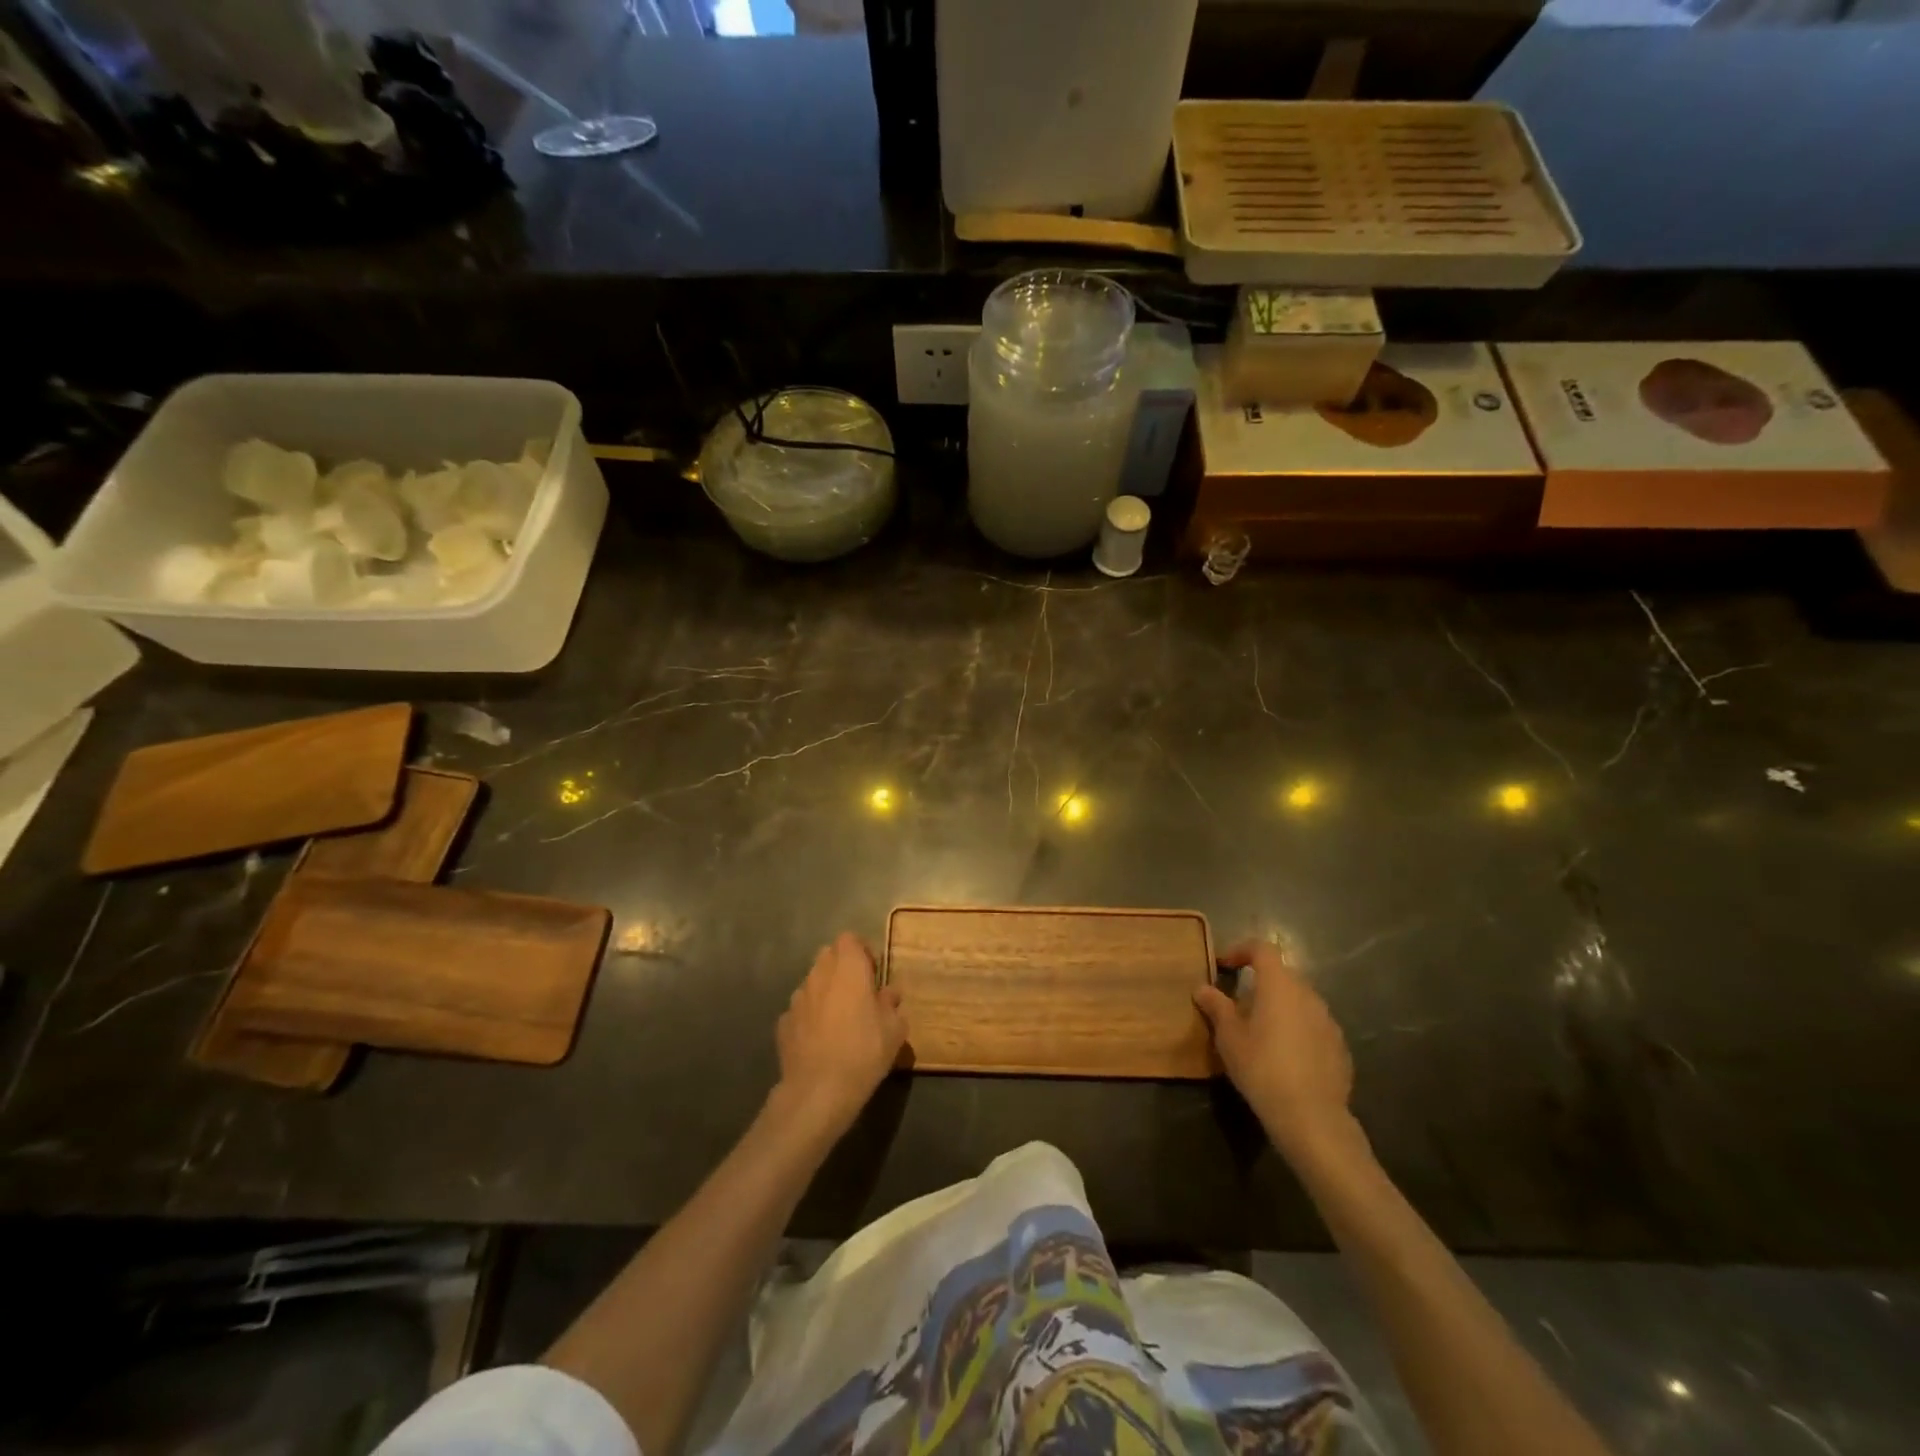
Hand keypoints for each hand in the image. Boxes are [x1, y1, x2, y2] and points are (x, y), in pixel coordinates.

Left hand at [774, 932, 905, 1135]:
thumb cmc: (864, 1052)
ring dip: (825, 991)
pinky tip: (819, 1040)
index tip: (873, 971)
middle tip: (858, 992)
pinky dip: (810, 1016)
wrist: (818, 1091)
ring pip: (812, 982)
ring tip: (839, 1019)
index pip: (849, 938)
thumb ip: (891, 1004)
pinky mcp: (783, 1023)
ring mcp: (797, 998)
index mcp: (848, 969)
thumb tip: (888, 993)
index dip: (861, 950)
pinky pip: (800, 1010)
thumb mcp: (894, 1029)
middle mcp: (819, 975)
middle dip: (842, 967)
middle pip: (828, 955)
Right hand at [1194, 941, 1353, 1153]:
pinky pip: (1313, 1026)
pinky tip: (1285, 1056)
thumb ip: (1216, 1007)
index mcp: (1279, 986)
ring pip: (1299, 1001)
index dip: (1241, 950)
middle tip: (1238, 1004)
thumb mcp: (1229, 1037)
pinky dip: (1297, 1029)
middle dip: (1259, 983)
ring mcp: (1328, 1021)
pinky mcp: (1340, 1047)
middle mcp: (1308, 995)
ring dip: (1279, 1007)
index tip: (1224, 966)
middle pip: (1282, 975)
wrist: (1311, 1116)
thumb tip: (1202, 988)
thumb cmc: (1262, 1067)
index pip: (1262, 949)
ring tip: (1261, 1032)